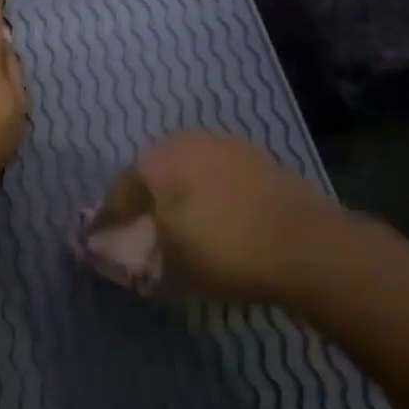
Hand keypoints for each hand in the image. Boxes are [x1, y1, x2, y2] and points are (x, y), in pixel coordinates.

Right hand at [99, 131, 347, 304]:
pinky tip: (218, 214)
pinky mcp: (257, 155)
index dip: (109, 218)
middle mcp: (183, 142)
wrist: (306, 245)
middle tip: (144, 227)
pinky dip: (211, 191)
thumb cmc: (223, 252)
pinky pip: (218, 172)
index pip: (119, 192)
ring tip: (184, 222)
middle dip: (146, 198)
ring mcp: (224, 143)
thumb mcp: (171, 267)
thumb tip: (120, 253)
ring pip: (188, 168)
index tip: (102, 238)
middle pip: (153, 172)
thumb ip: (139, 255)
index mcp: (154, 162)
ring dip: (180, 191)